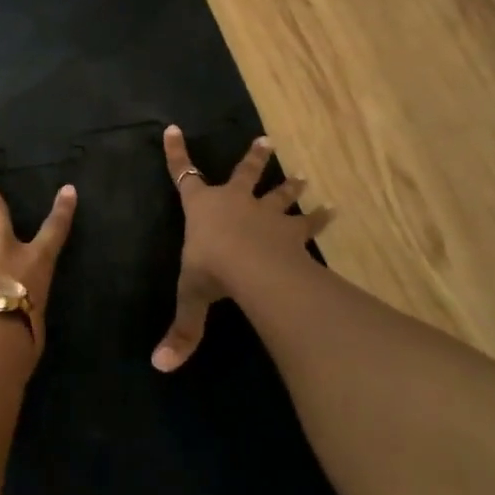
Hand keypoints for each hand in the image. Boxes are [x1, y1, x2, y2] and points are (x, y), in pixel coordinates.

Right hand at [153, 126, 331, 371]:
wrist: (252, 265)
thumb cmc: (212, 268)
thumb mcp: (190, 297)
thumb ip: (182, 330)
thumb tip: (159, 366)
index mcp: (202, 207)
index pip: (182, 174)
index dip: (176, 153)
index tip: (173, 128)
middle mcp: (234, 202)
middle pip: (243, 174)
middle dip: (253, 159)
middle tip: (267, 141)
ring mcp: (265, 213)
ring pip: (278, 194)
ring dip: (290, 186)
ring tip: (305, 176)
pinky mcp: (291, 231)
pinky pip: (307, 223)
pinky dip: (321, 217)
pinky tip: (336, 210)